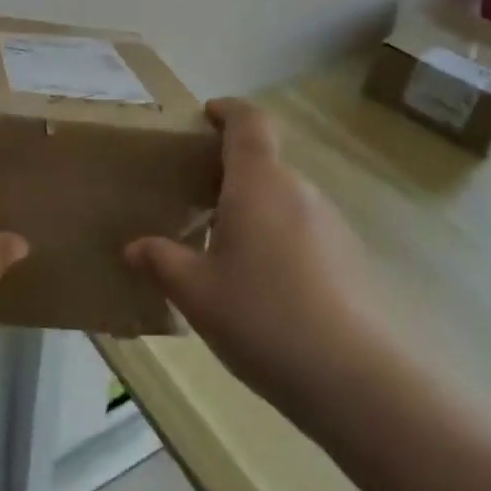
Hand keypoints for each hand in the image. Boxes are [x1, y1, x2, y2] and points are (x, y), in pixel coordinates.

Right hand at [125, 98, 385, 415]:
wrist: (356, 380)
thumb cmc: (264, 318)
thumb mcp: (197, 293)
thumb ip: (162, 262)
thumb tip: (134, 247)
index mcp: (258, 182)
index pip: (249, 121)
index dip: (228, 110)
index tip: (207, 115)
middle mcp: (298, 190)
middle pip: (264, 162)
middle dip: (231, 172)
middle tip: (197, 199)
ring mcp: (331, 223)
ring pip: (284, 199)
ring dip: (255, 209)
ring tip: (226, 250)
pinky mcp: (350, 257)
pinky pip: (304, 229)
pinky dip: (279, 238)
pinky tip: (265, 287)